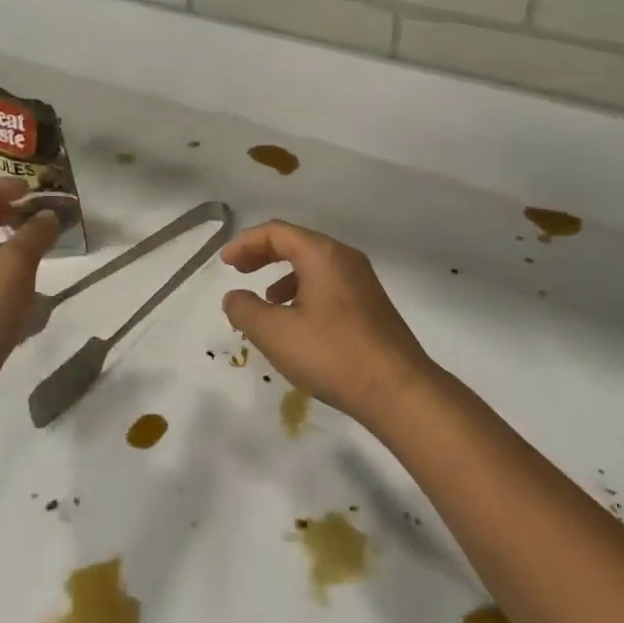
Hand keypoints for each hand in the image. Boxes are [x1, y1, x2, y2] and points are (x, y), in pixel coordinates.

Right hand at [221, 220, 434, 422]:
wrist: (398, 390)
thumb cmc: (332, 354)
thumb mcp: (276, 333)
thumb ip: (246, 310)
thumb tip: (234, 297)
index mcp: (322, 255)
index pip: (276, 232)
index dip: (245, 243)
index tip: (225, 263)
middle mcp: (345, 259)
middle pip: (296, 243)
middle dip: (263, 254)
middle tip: (239, 271)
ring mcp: (362, 281)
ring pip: (313, 265)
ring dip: (283, 276)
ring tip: (265, 302)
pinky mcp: (370, 305)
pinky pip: (328, 284)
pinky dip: (303, 292)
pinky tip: (297, 323)